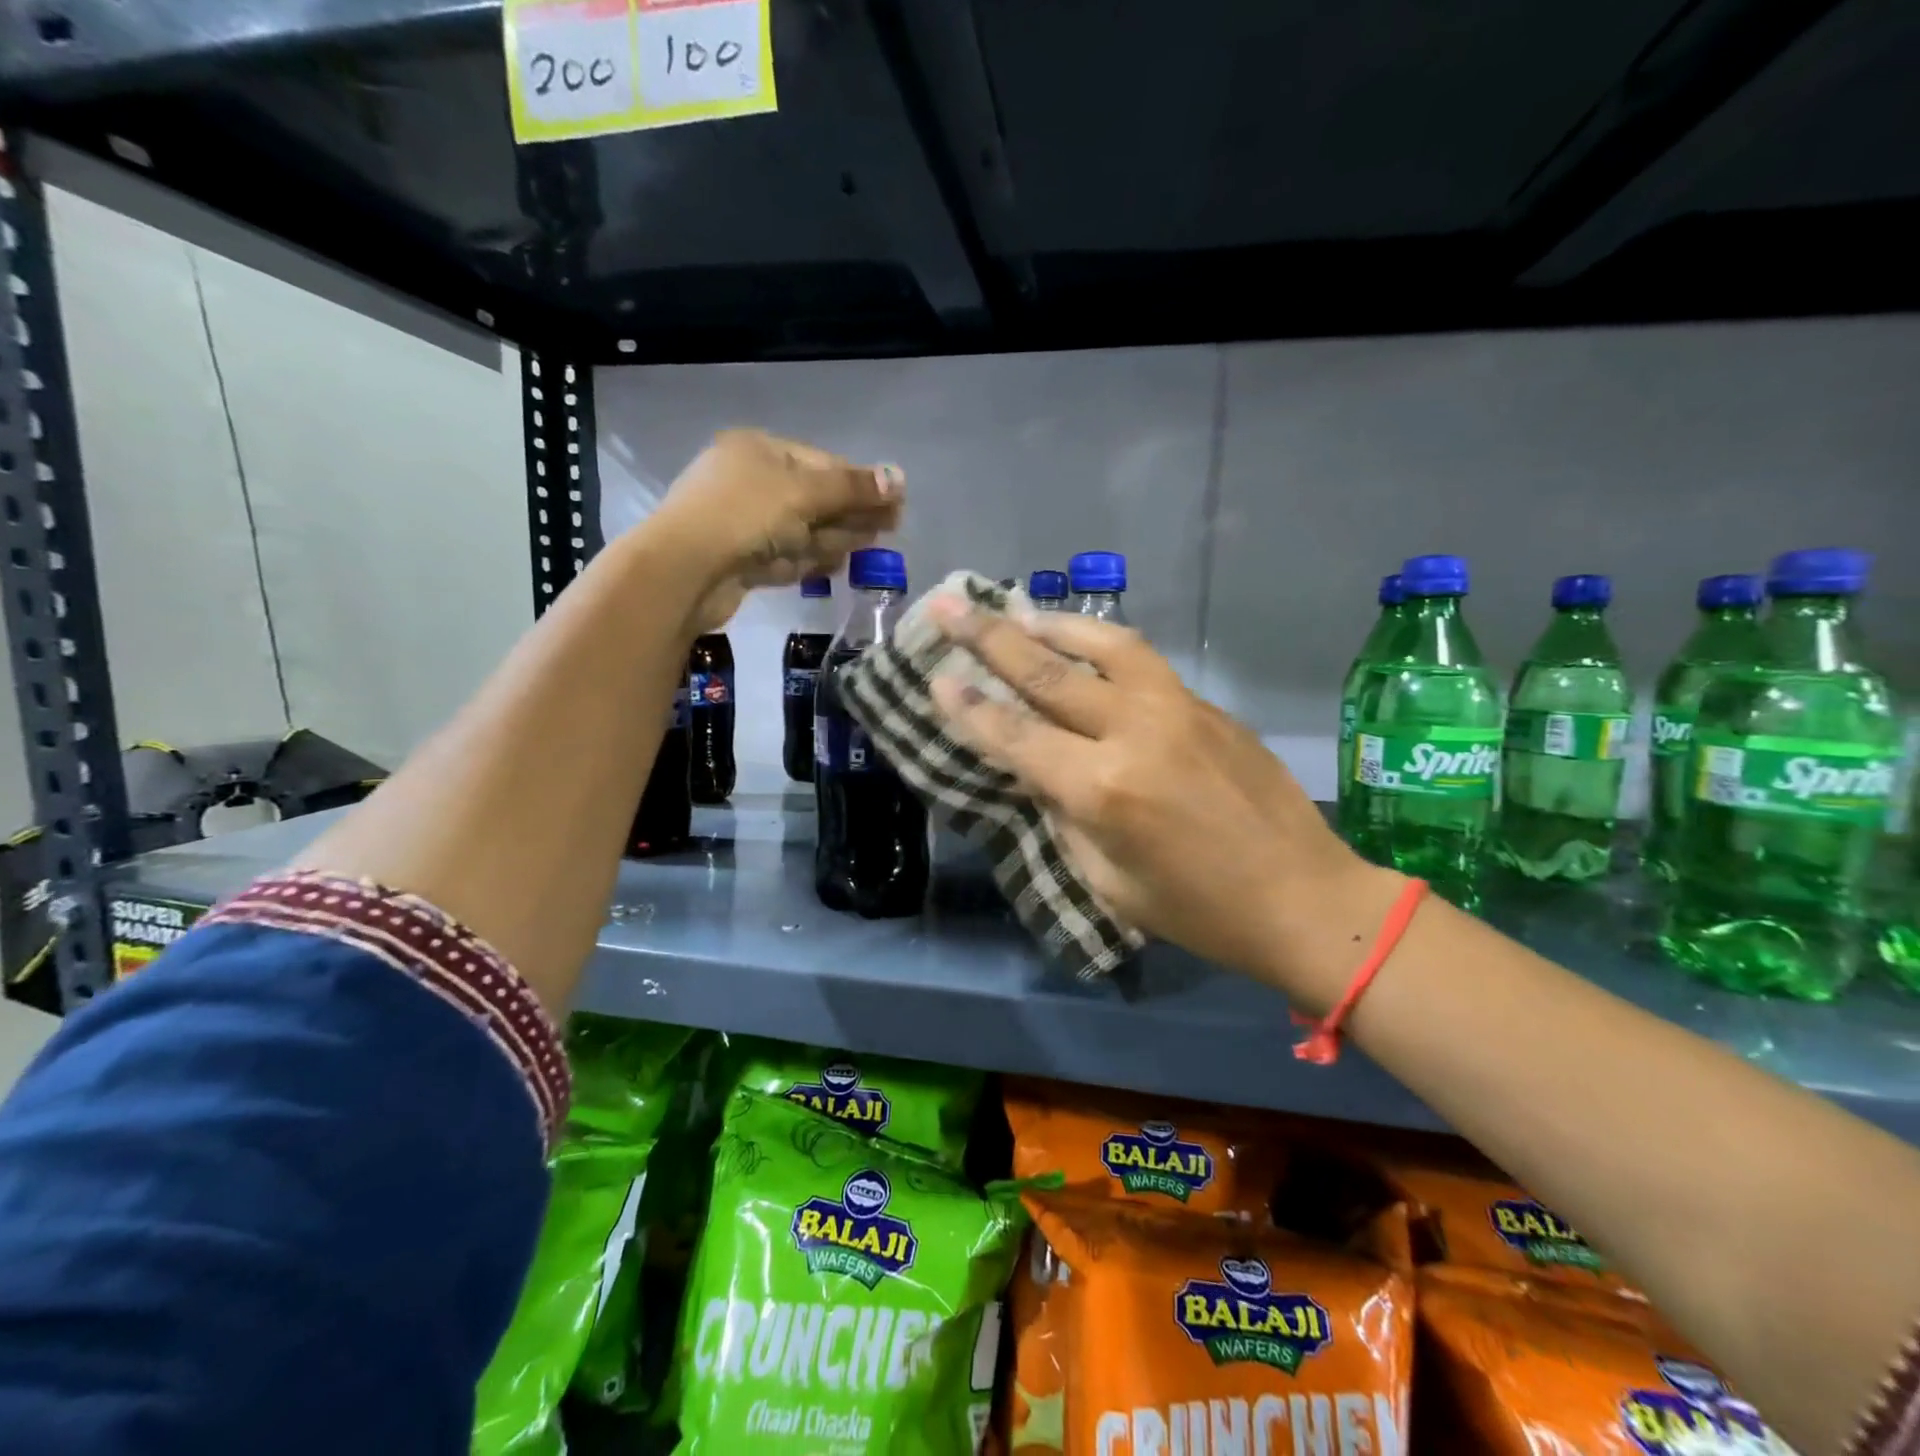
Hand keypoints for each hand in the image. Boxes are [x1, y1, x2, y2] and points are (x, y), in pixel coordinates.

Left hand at [647, 429, 903, 630]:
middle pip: (813, 498)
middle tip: (887, 529)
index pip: (822, 463)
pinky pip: (781, 556)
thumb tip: (898, 478)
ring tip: (864, 550)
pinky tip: (828, 567)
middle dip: (848, 514)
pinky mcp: (739, 560)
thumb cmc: (744, 515)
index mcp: (759, 450)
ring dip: (830, 539)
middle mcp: (749, 481)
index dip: (860, 484)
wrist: (683, 570)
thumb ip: (853, 488)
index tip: (895, 504)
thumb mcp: (804, 493)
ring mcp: (742, 523)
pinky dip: (804, 561)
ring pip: (799, 531)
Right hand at [925, 602, 1402, 1004]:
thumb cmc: (1198, 911)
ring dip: (1054, 623)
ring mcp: (1178, 709)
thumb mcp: (1109, 882)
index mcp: (1103, 789)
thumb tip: (1044, 773)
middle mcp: (1135, 731)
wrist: (1305, 898)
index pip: (1017, 736)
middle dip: (990, 637)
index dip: (969, 708)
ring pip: (1106, 644)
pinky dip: (1104, 647)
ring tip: (1018, 610)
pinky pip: (1144, 664)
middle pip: (1049, 673)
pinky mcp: (1209, 706)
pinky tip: (1087, 648)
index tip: (935, 677)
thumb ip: (1066, 818)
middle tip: (950, 604)